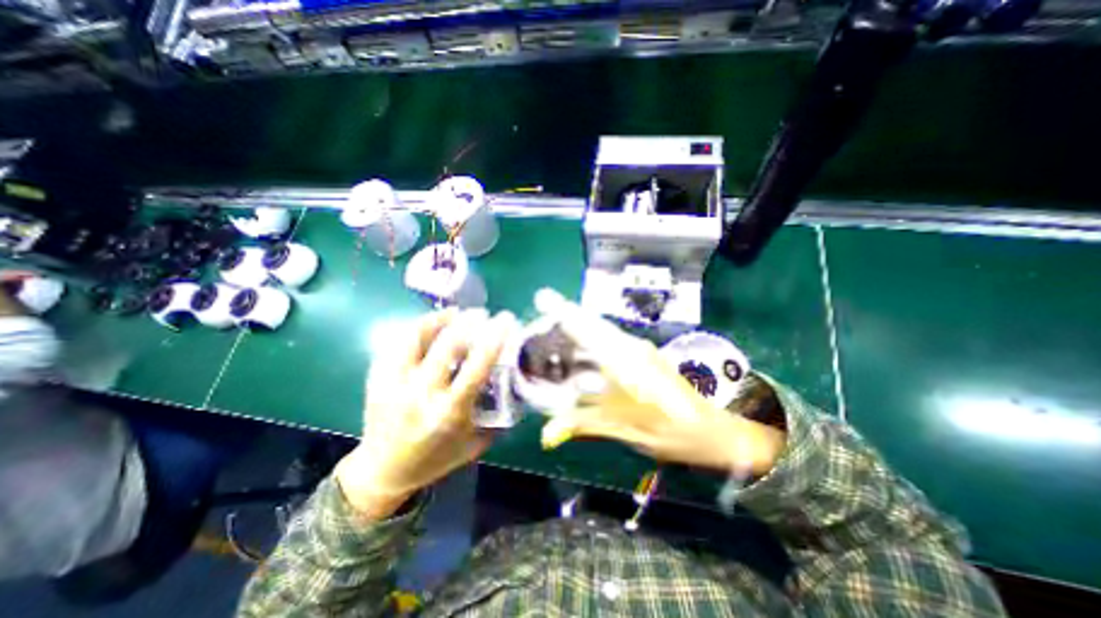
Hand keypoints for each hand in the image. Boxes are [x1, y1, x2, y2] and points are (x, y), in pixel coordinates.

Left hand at [336, 308, 520, 522]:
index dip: (493, 340)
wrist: (383, 473)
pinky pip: (397, 343)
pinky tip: (430, 325)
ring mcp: (395, 384)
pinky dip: (417, 328)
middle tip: (482, 313)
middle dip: (468, 322)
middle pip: (447, 346)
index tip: (505, 321)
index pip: (476, 368)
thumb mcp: (474, 444)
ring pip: (416, 338)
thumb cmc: (435, 458)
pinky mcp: (377, 379)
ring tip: (455, 312)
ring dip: (439, 319)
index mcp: (449, 413)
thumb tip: (515, 385)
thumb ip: (497, 416)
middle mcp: (421, 395)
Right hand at [534, 289, 781, 476]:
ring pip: (602, 330)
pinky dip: (592, 340)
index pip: (585, 327)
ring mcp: (639, 348)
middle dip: (566, 316)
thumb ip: (582, 425)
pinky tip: (582, 353)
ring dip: (580, 327)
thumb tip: (546, 435)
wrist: (712, 431)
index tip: (541, 297)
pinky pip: (611, 340)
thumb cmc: (667, 430)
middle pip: (592, 323)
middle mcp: (630, 345)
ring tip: (555, 332)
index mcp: (622, 359)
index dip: (561, 311)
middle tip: (542, 315)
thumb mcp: (622, 429)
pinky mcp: (644, 355)